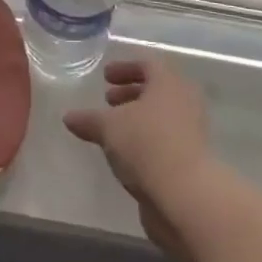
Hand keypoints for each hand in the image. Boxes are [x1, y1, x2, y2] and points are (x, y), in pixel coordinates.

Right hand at [64, 57, 218, 261]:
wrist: (186, 196)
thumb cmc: (146, 145)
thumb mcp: (109, 128)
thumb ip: (89, 120)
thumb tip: (68, 117)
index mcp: (169, 83)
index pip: (148, 65)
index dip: (125, 68)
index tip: (106, 78)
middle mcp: (185, 101)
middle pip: (157, 90)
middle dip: (130, 93)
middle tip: (108, 101)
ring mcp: (192, 131)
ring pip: (161, 116)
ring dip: (138, 119)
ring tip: (113, 131)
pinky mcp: (192, 159)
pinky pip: (165, 139)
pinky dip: (146, 140)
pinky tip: (126, 154)